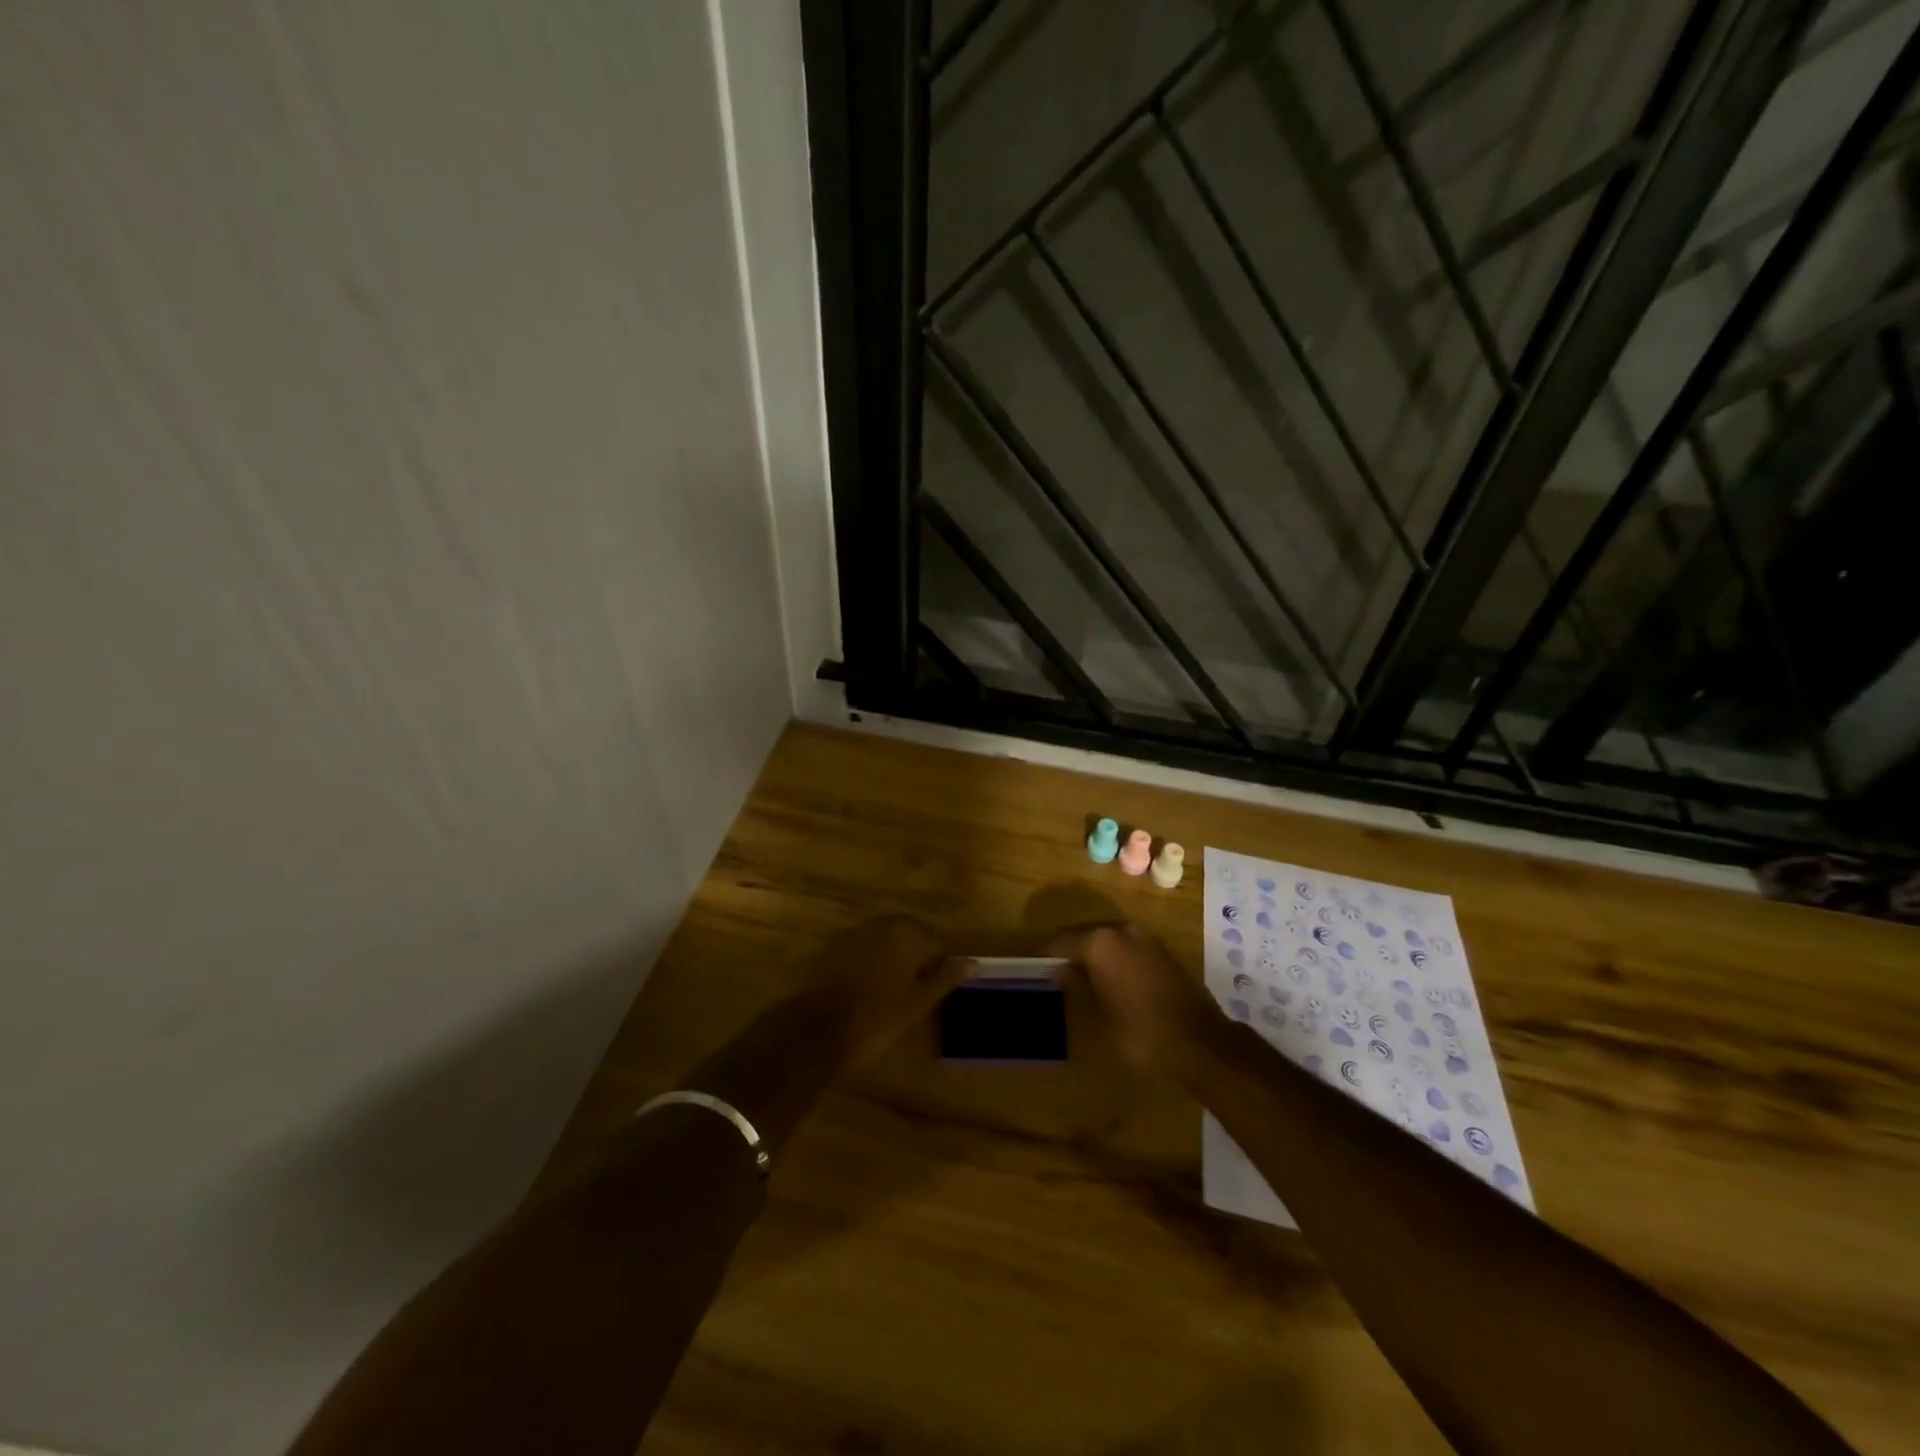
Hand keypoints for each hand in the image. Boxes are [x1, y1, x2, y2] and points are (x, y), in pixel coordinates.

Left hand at [805, 915, 969, 1066]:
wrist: (815, 1030)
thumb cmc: (876, 1019)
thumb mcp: (918, 1002)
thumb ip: (945, 977)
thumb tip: (973, 962)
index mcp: (906, 934)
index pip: (936, 943)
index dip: (938, 966)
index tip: (934, 991)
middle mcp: (880, 924)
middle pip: (908, 935)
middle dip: (915, 957)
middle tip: (914, 990)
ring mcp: (852, 932)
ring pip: (883, 940)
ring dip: (890, 957)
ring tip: (890, 989)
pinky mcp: (831, 946)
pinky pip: (860, 947)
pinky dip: (868, 960)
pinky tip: (864, 986)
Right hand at [1046, 923, 1226, 1077]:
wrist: (1200, 1042)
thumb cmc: (1139, 1033)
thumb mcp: (1096, 1018)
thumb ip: (1075, 988)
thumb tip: (1060, 970)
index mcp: (1099, 942)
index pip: (1060, 940)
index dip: (1045, 955)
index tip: (1034, 971)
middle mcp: (1121, 930)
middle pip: (1084, 934)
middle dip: (1070, 952)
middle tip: (1056, 976)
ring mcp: (1145, 938)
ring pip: (1108, 940)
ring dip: (1094, 955)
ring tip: (1083, 981)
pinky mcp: (1163, 951)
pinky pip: (1128, 947)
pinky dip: (1115, 959)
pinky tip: (1112, 983)